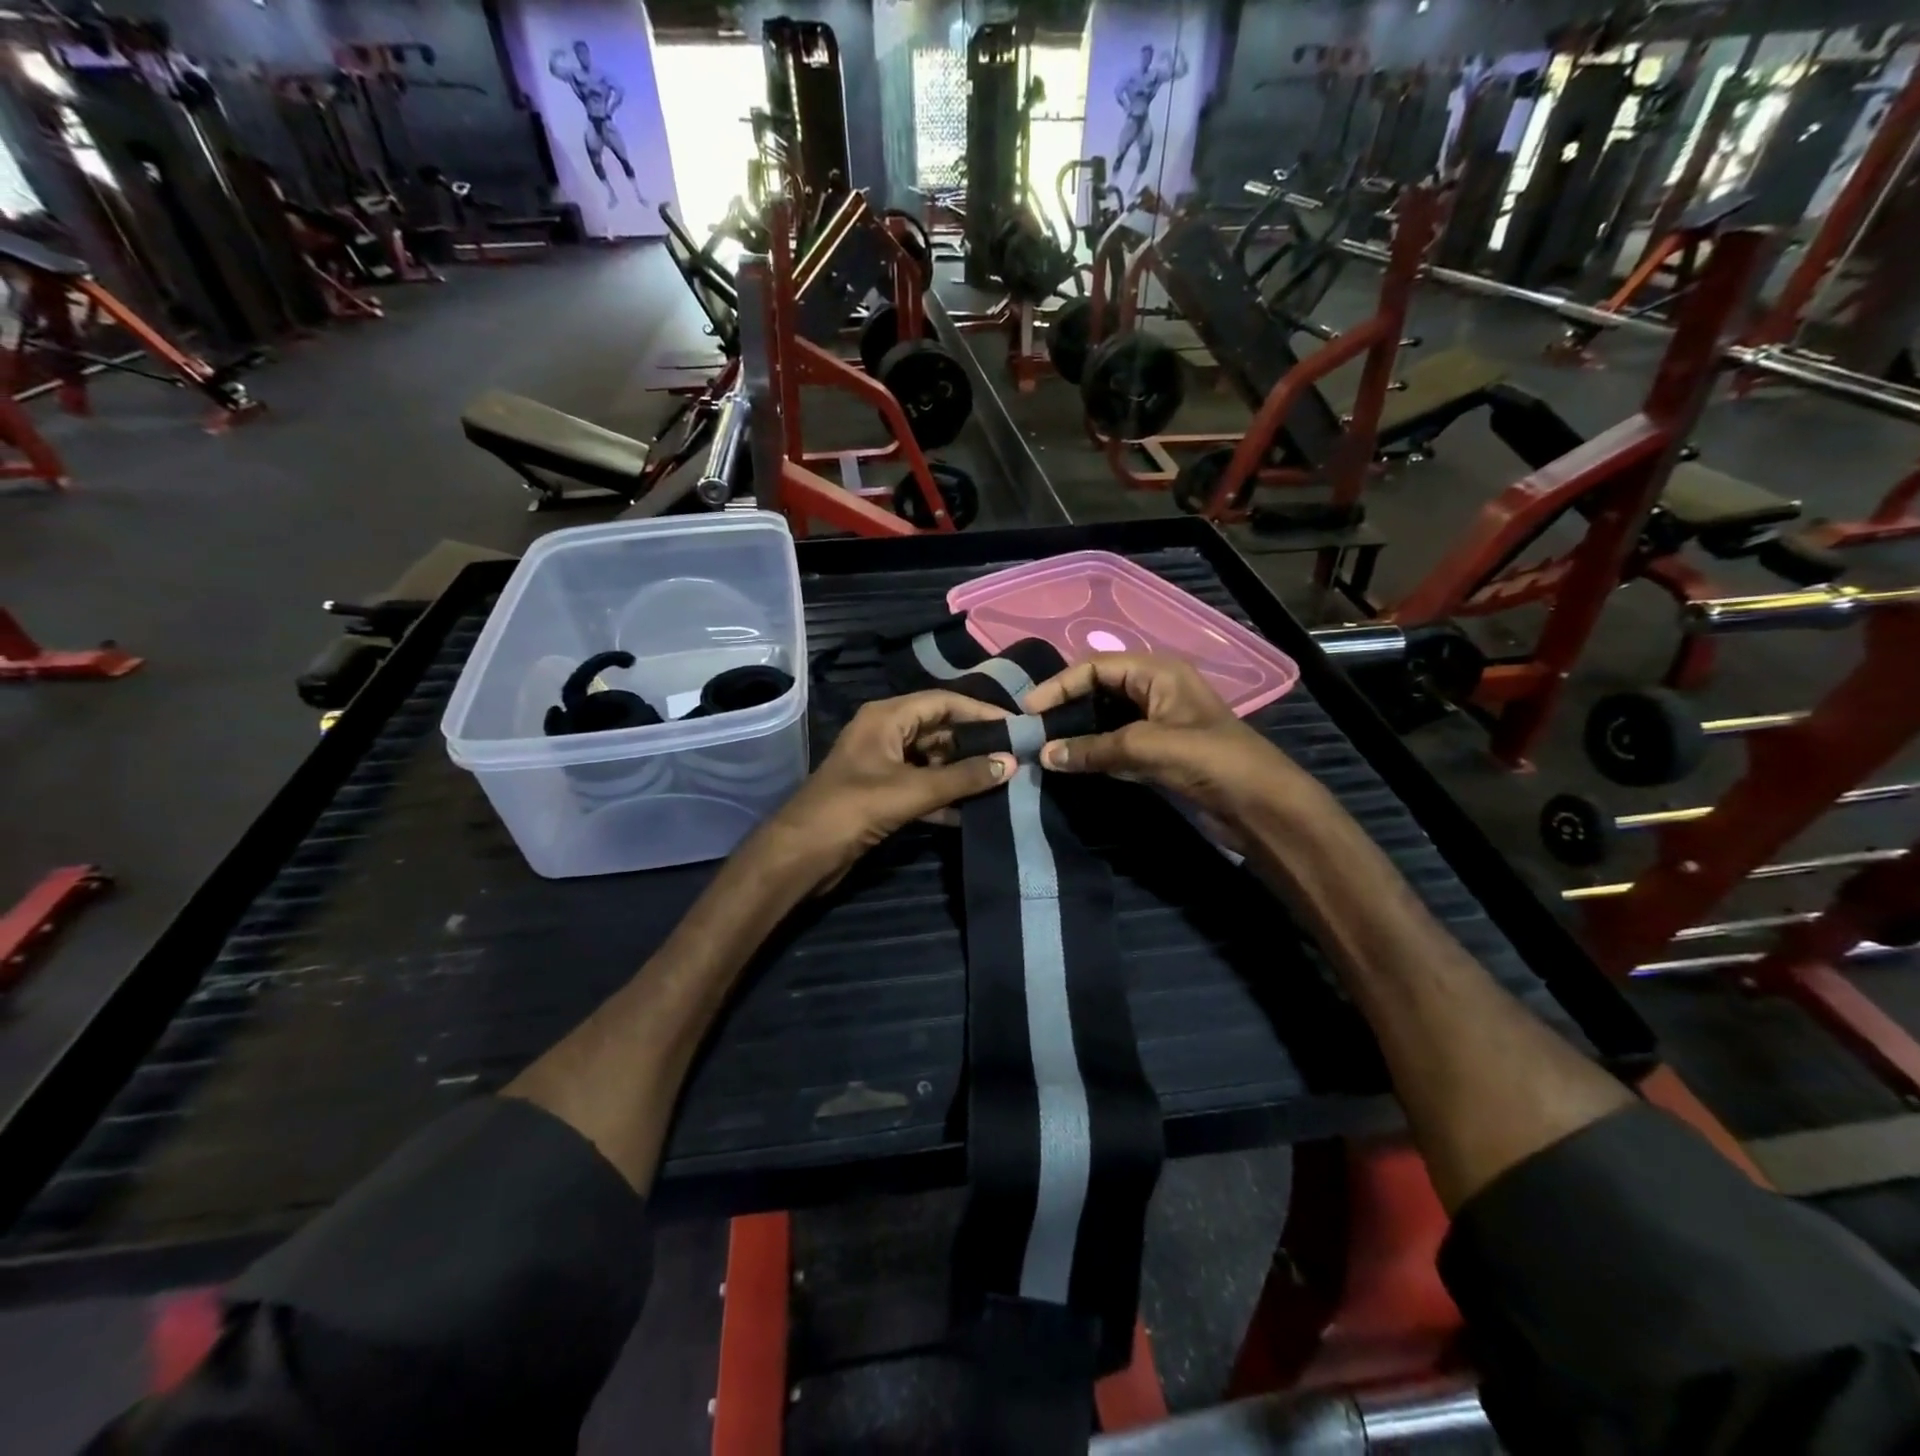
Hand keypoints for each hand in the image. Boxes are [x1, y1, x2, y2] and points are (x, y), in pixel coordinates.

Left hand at [756, 691, 1015, 893]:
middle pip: (939, 730)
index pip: (942, 702)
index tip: (1015, 725)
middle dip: (975, 744)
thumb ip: (963, 777)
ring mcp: (883, 764)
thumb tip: (1011, 763)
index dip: (980, 710)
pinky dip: (945, 796)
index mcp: (886, 717)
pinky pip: (922, 786)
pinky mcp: (882, 794)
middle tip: (1015, 756)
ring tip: (1004, 782)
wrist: (802, 855)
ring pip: (932, 760)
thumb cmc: (853, 809)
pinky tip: (974, 811)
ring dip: (962, 773)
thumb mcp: (912, 791)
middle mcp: (885, 733)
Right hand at [1024, 654, 1312, 827]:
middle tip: (1031, 729)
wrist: (1260, 806)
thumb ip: (1094, 749)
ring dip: (1076, 733)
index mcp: (1157, 672)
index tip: (1029, 710)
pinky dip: (1093, 754)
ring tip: (1043, 748)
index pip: (1095, 666)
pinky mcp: (1158, 753)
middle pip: (1097, 690)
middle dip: (1065, 707)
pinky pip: (1115, 746)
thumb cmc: (1210, 760)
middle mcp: (1154, 691)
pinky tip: (1070, 765)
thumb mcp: (1148, 747)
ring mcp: (1156, 723)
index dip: (1060, 684)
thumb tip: (1044, 754)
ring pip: (1104, 720)